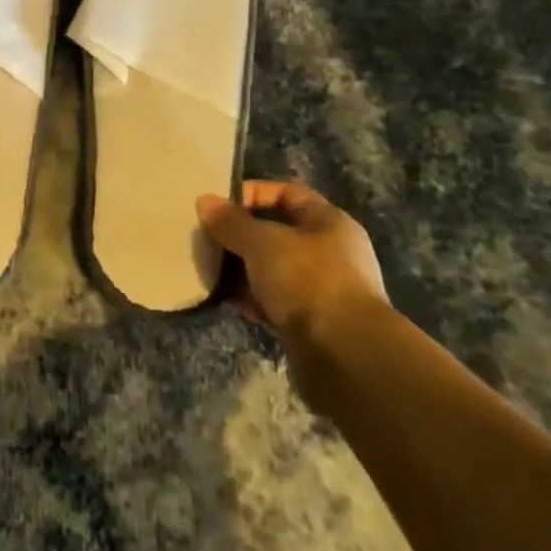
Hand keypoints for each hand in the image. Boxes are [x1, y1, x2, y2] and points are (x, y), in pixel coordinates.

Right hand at [197, 181, 387, 355]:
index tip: (219, 205)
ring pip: (273, 269)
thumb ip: (231, 222)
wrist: (345, 357)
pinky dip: (251, 299)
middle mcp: (330, 253)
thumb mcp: (262, 242)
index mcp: (329, 223)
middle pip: (278, 233)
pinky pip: (274, 302)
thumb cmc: (308, 281)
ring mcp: (322, 291)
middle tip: (208, 238)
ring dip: (242, 269)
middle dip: (241, 235)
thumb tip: (205, 201)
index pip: (287, 194)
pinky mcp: (312, 325)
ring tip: (209, 268)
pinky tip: (225, 299)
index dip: (253, 194)